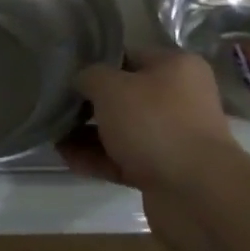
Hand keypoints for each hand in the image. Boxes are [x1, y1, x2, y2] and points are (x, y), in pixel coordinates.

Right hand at [60, 47, 238, 193]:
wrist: (196, 194)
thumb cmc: (155, 123)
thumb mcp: (112, 87)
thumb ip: (90, 76)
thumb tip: (81, 81)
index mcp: (176, 67)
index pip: (129, 56)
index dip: (97, 63)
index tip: (67, 72)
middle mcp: (180, 99)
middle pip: (125, 95)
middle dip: (90, 102)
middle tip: (56, 104)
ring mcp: (173, 138)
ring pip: (123, 130)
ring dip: (89, 133)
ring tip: (53, 134)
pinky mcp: (163, 173)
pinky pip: (123, 160)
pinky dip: (97, 159)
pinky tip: (67, 158)